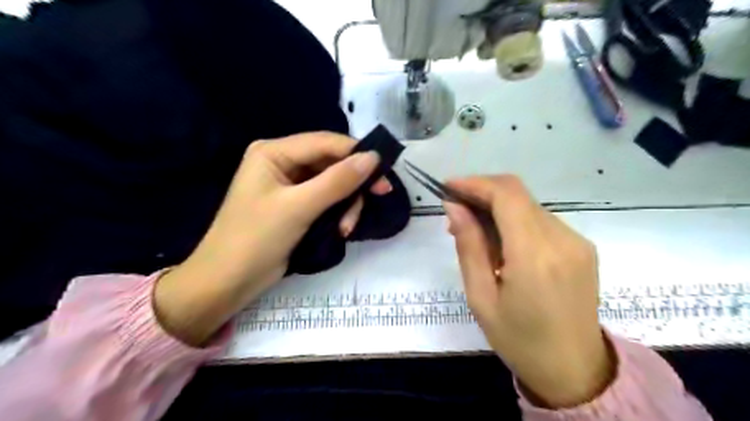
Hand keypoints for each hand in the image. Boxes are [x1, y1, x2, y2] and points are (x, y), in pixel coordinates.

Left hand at [151, 133, 386, 345]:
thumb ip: (337, 181)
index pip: (325, 142)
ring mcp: (290, 185)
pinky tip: (341, 230)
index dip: (356, 154)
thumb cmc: (256, 239)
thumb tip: (373, 158)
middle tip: (380, 196)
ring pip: (333, 183)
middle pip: (331, 163)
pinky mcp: (296, 205)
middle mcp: (283, 162)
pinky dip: (337, 213)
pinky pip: (327, 200)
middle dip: (353, 184)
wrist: (228, 282)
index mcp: (274, 152)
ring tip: (347, 228)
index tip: (384, 171)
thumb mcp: (299, 207)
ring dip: (346, 204)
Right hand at [440, 174, 610, 407]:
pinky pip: (541, 220)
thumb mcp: (480, 297)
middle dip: (482, 194)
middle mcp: (563, 239)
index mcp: (535, 256)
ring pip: (528, 205)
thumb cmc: (518, 340)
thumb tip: (454, 207)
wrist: (575, 369)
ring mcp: (578, 242)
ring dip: (497, 209)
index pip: (506, 195)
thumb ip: (468, 246)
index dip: (475, 183)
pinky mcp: (582, 247)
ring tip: (474, 233)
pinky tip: (501, 243)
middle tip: (455, 213)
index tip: (448, 187)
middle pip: (517, 194)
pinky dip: (515, 221)